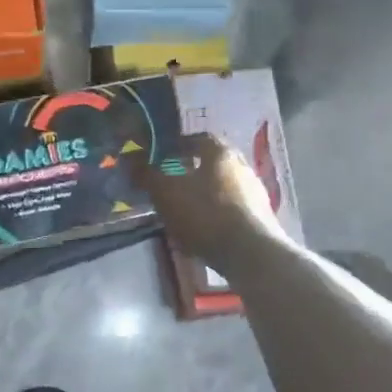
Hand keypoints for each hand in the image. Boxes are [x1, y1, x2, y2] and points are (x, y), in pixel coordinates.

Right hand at [142, 133, 286, 270]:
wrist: (250, 253)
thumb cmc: (205, 213)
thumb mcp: (167, 193)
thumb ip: (148, 175)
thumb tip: (130, 159)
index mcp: (221, 153)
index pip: (198, 138)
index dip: (177, 145)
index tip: (160, 157)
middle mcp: (243, 167)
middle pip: (213, 163)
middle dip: (190, 171)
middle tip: (170, 183)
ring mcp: (255, 194)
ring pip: (222, 187)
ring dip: (203, 195)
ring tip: (183, 210)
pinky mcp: (260, 219)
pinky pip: (231, 210)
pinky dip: (215, 215)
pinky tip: (202, 231)